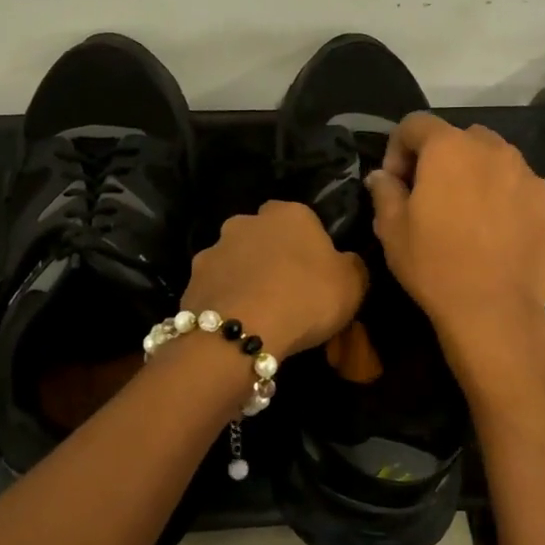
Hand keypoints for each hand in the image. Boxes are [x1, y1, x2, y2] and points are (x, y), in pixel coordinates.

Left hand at [182, 200, 368, 356]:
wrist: (241, 332)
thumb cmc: (305, 299)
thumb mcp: (352, 284)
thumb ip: (352, 265)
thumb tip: (345, 261)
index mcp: (289, 213)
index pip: (302, 219)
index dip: (309, 245)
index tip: (316, 273)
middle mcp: (246, 221)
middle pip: (263, 236)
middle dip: (271, 256)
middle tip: (286, 291)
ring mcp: (214, 248)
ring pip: (236, 260)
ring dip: (245, 277)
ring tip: (258, 312)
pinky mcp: (192, 278)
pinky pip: (216, 287)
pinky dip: (225, 300)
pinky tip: (236, 323)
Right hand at [369, 113, 544, 354]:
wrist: (493, 312)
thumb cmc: (434, 264)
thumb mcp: (391, 229)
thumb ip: (384, 191)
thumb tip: (381, 176)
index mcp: (450, 149)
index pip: (415, 123)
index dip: (397, 147)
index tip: (394, 182)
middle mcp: (496, 152)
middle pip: (463, 137)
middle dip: (443, 158)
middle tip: (431, 195)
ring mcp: (531, 180)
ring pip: (499, 164)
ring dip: (479, 178)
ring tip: (468, 218)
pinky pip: (522, 197)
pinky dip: (507, 207)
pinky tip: (496, 241)